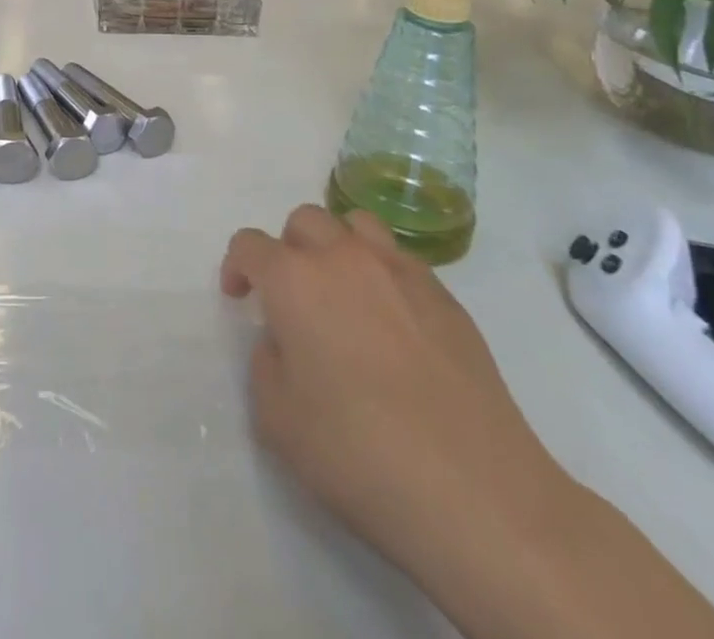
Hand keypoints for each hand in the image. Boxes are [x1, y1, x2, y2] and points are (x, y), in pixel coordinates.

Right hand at [221, 205, 573, 586]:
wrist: (476, 492)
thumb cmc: (359, 454)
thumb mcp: (278, 419)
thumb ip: (267, 363)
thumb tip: (285, 340)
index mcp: (294, 280)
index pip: (250, 244)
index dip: (237, 266)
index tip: (240, 299)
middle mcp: (344, 258)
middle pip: (304, 221)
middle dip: (288, 250)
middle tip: (291, 298)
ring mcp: (400, 271)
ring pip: (356, 225)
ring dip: (337, 246)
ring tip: (342, 293)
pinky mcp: (446, 297)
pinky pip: (400, 260)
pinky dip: (382, 274)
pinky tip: (393, 325)